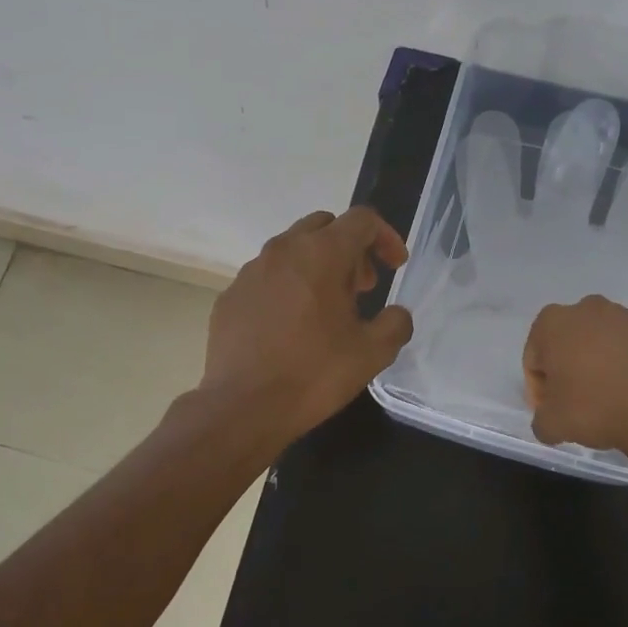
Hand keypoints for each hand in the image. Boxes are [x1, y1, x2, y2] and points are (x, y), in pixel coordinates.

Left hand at [200, 207, 414, 443]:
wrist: (243, 406)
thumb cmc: (314, 374)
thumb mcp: (373, 353)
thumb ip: (395, 323)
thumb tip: (397, 314)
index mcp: (322, 254)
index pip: (362, 220)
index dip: (386, 237)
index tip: (396, 266)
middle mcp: (283, 250)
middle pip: (324, 226)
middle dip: (350, 248)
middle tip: (362, 287)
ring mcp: (251, 271)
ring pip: (292, 250)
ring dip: (317, 266)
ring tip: (327, 308)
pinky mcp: (230, 295)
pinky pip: (266, 277)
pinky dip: (287, 287)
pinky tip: (291, 326)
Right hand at [522, 295, 627, 459]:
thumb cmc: (595, 410)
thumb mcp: (550, 425)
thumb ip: (540, 418)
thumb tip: (549, 418)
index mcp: (553, 323)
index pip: (535, 357)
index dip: (540, 386)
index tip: (552, 409)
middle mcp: (588, 308)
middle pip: (570, 340)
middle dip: (570, 364)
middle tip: (580, 399)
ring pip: (606, 336)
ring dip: (604, 358)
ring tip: (614, 392)